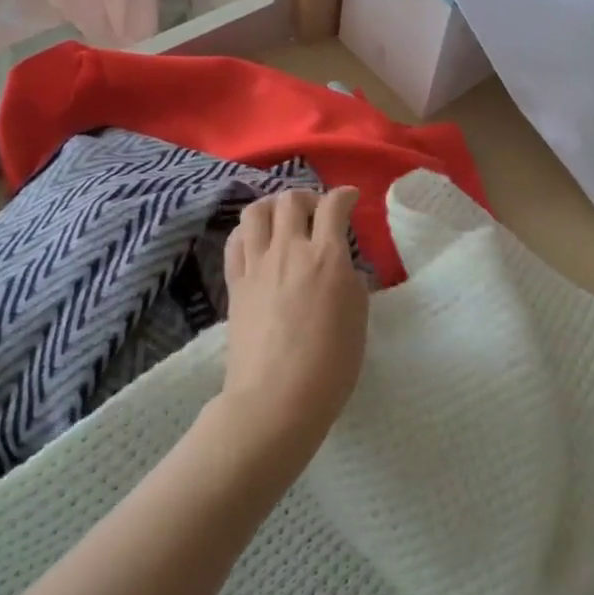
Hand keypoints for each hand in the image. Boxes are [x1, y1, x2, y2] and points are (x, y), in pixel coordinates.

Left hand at [217, 187, 369, 459]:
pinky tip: (257, 241)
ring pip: (257, 211)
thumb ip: (351, 283)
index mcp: (327, 257)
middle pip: (291, 200)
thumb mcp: (358, 319)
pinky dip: (249, 231)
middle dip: (308, 197)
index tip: (350, 199)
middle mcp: (289, 250)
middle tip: (317, 212)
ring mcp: (257, 265)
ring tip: (283, 219)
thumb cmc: (330, 365)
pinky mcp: (235, 283)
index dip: (344, 196)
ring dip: (273, 206)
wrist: (277, 398)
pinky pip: (236, 240)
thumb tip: (341, 269)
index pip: (334, 207)